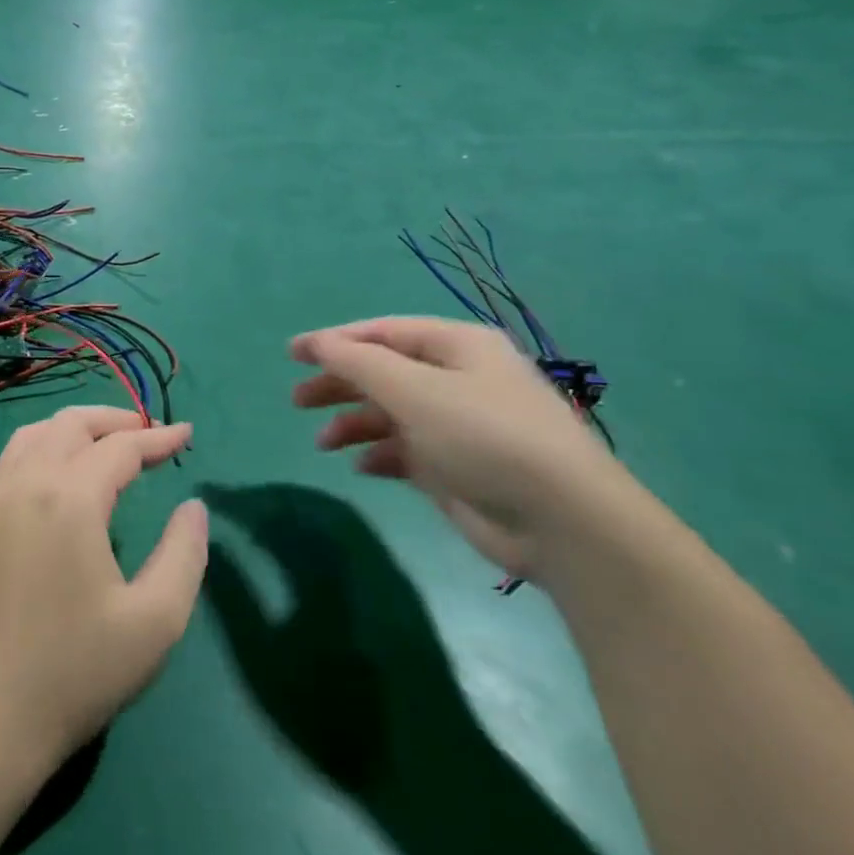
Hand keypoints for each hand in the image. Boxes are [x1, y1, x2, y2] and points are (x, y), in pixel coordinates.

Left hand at [0, 407, 206, 766]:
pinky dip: (30, 455)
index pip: (121, 446)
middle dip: (114, 420)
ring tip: (102, 446)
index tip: (187, 435)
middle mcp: (26, 483)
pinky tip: (43, 479)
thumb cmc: (77, 670)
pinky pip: (1, 467)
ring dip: (70, 430)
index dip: (159, 438)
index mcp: (70, 497)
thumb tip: (192, 506)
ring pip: (30, 436)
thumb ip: (184, 553)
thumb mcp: (155, 620)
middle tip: (149, 436)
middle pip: (70, 425)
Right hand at [291, 317, 647, 580]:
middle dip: (339, 384)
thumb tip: (316, 343)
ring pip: (391, 414)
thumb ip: (359, 363)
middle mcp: (458, 380)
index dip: (335, 341)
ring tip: (323, 443)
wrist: (561, 521)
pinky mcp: (457, 468)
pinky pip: (406, 452)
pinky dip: (381, 455)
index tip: (292, 354)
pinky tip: (363, 467)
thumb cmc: (484, 436)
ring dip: (354, 424)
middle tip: (297, 401)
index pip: (383, 333)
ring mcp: (458, 425)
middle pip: (384, 372)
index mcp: (457, 347)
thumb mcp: (414, 390)